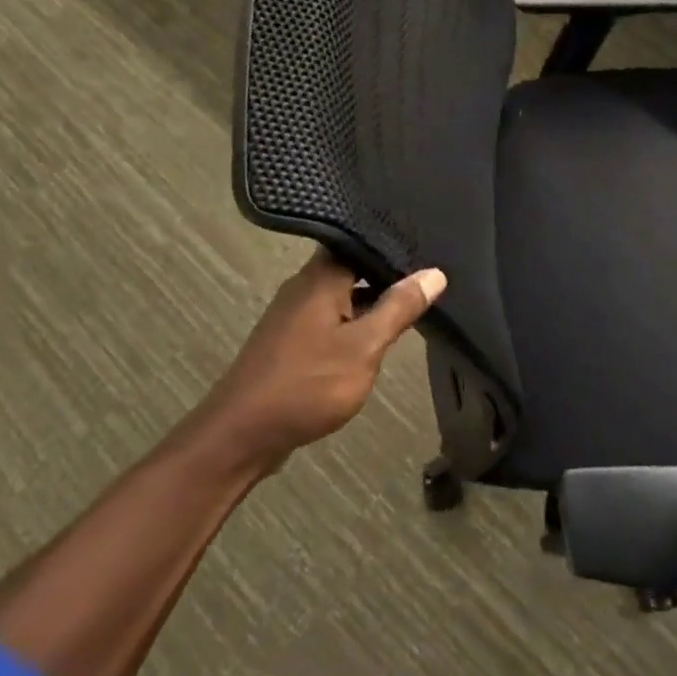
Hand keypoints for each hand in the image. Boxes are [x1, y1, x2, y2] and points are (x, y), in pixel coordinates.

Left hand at [198, 249, 445, 469]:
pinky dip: (354, 323)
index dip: (393, 243)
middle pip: (351, 267)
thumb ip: (398, 308)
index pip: (360, 241)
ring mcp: (294, 315)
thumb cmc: (307, 384)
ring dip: (371, 301)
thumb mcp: (364, 346)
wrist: (243, 434)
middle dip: (387, 274)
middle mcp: (304, 287)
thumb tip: (434, 273)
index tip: (428, 247)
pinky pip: (330, 318)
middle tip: (428, 278)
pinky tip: (376, 337)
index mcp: (320, 278)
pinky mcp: (290, 340)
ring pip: (342, 295)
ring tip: (411, 306)